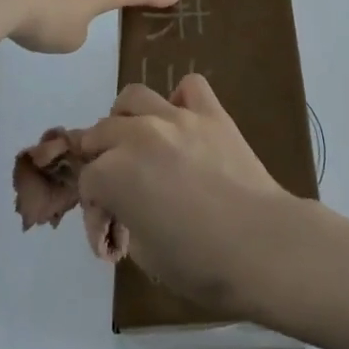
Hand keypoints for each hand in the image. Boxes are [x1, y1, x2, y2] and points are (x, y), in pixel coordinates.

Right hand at [75, 74, 300, 315]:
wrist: (261, 244)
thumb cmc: (200, 262)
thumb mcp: (144, 254)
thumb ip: (125, 218)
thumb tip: (126, 207)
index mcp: (114, 173)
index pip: (87, 181)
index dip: (95, 209)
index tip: (112, 234)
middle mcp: (139, 135)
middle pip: (101, 133)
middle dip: (101, 160)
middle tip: (118, 186)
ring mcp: (177, 117)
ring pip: (134, 97)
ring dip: (126, 118)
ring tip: (139, 141)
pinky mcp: (212, 112)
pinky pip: (190, 86)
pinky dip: (181, 99)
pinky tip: (184, 123)